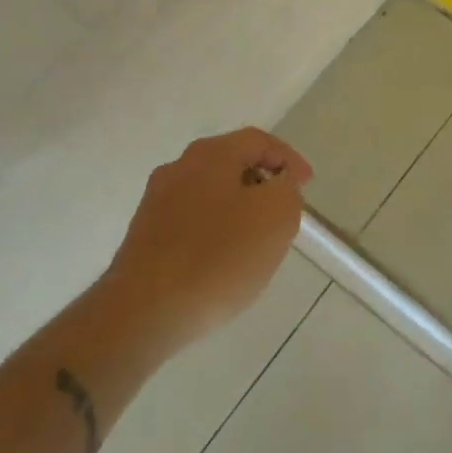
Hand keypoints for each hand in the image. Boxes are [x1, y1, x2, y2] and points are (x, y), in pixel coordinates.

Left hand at [109, 128, 312, 345]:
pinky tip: (223, 263)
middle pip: (231, 164)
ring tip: (257, 243)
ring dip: (239, 210)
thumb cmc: (218, 257)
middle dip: (263, 184)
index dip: (289, 159)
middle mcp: (178, 168)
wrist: (145, 311)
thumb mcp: (276, 216)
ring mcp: (156, 202)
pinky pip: (192, 223)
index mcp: (209, 154)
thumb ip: (286, 189)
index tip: (306, 187)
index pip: (258, 141)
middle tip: (284, 213)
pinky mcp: (145, 236)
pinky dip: (215, 233)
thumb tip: (277, 185)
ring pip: (211, 194)